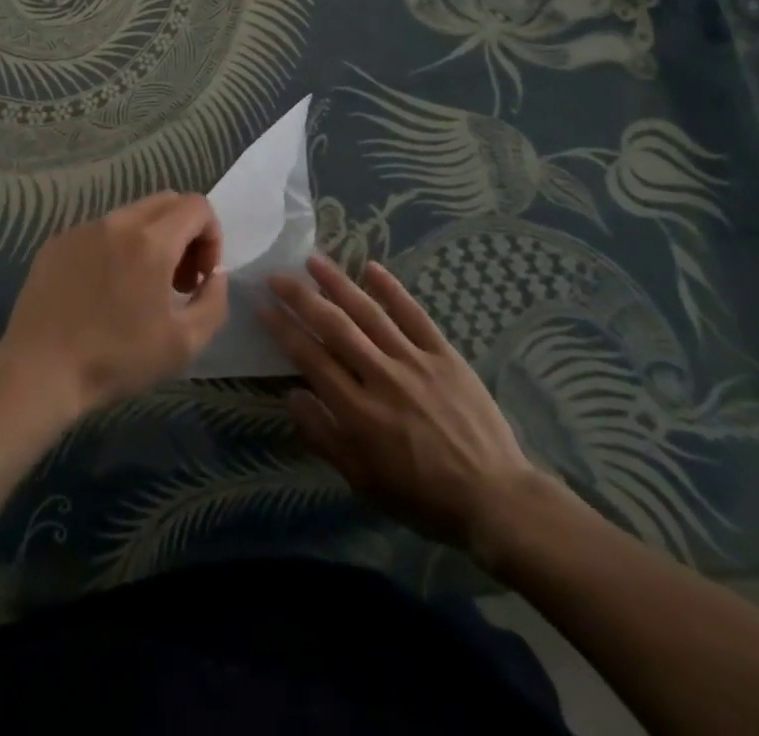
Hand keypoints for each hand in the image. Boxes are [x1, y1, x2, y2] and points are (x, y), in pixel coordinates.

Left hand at [0, 193, 228, 420]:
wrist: (39, 372)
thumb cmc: (117, 360)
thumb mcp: (185, 343)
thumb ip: (214, 301)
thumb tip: (214, 275)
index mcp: (152, 241)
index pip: (197, 206)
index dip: (212, 237)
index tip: (201, 277)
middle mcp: (117, 222)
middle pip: (167, 202)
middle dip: (184, 233)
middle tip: (177, 280)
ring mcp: (82, 229)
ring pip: (131, 215)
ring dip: (150, 240)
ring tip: (139, 288)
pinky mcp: (57, 242)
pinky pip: (99, 231)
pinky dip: (115, 249)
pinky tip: (102, 292)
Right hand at [262, 257, 555, 568]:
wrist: (495, 499)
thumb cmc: (422, 497)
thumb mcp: (364, 483)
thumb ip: (325, 438)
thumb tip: (292, 395)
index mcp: (359, 412)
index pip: (311, 358)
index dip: (284, 329)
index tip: (263, 307)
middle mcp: (382, 377)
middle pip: (335, 326)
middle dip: (302, 297)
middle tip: (277, 276)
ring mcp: (415, 361)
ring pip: (369, 312)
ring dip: (338, 283)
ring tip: (313, 260)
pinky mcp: (444, 354)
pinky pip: (414, 314)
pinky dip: (392, 289)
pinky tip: (371, 267)